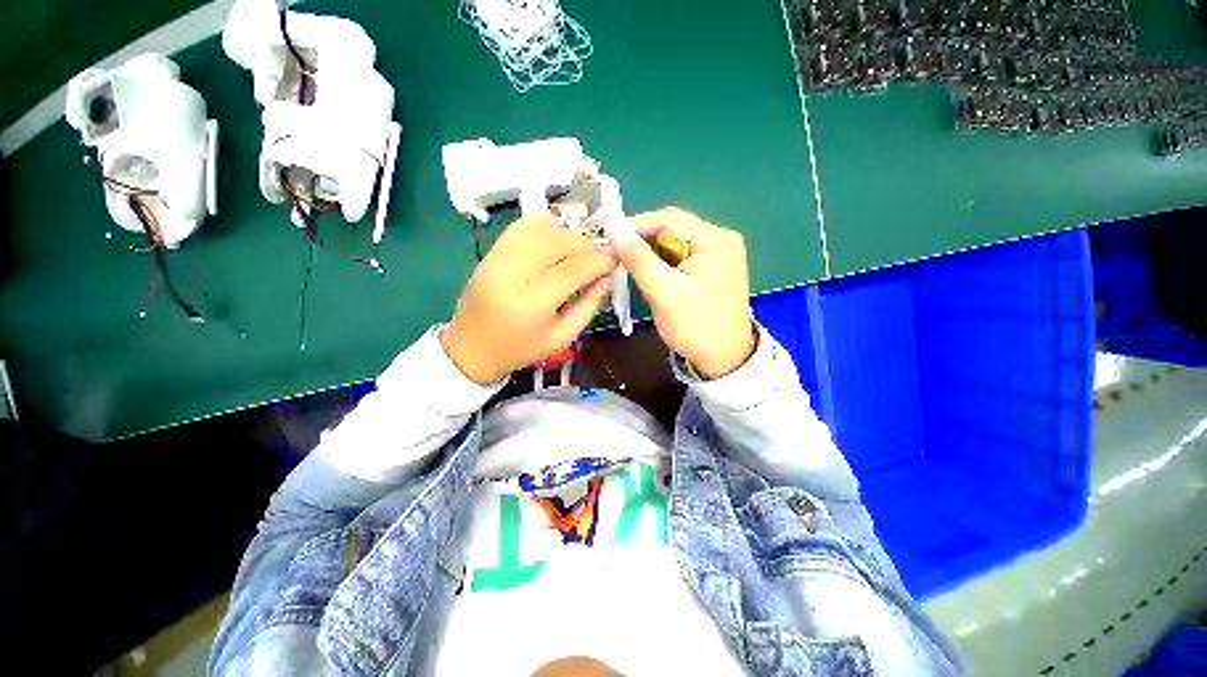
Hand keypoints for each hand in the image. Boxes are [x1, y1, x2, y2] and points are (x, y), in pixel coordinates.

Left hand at [442, 212, 616, 382]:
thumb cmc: (521, 349)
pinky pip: (523, 226)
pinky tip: (556, 241)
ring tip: (578, 250)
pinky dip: (546, 227)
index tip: (615, 259)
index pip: (572, 269)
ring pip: (541, 227)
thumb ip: (590, 304)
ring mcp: (497, 258)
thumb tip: (607, 274)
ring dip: (568, 234)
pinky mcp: (490, 251)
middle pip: (558, 242)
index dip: (599, 260)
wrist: (472, 347)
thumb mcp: (564, 336)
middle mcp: (511, 274)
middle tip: (599, 255)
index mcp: (531, 305)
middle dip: (586, 244)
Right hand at [608, 207, 755, 378]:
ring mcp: (718, 253)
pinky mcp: (712, 267)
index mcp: (715, 240)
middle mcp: (720, 239)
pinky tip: (649, 273)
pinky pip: (681, 256)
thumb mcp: (664, 292)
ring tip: (629, 264)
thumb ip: (638, 258)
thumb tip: (613, 228)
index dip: (636, 225)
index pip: (668, 218)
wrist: (724, 359)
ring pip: (674, 242)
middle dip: (643, 240)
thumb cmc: (695, 326)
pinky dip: (662, 262)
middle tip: (616, 254)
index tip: (609, 238)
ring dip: (650, 252)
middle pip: (672, 228)